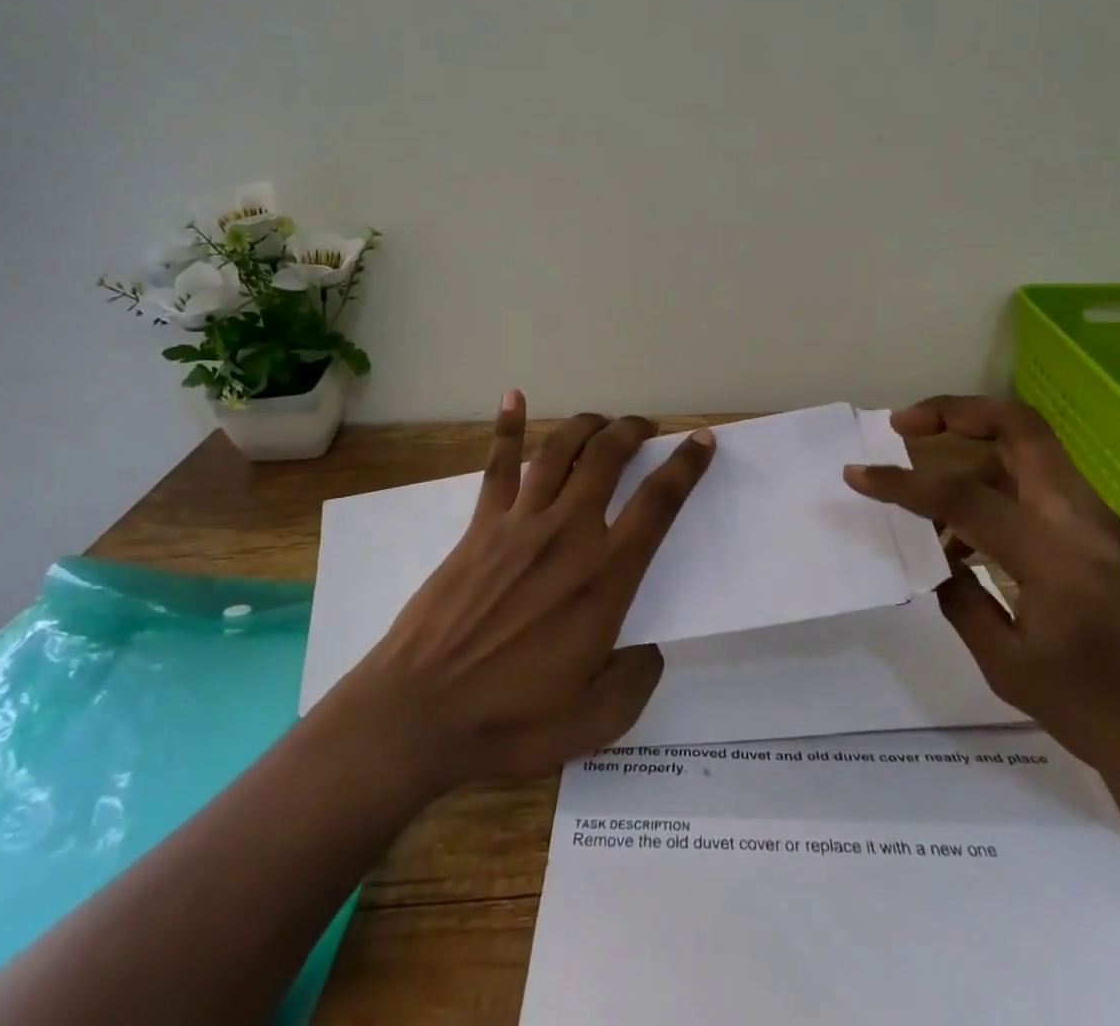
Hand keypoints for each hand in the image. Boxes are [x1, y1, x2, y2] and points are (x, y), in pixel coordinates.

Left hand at [335, 391, 714, 792]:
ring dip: (587, 425)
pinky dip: (507, 428)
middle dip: (634, 431)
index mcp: (604, 578)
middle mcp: (568, 534)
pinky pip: (497, 466)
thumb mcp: (595, 722)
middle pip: (608, 459)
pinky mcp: (480, 526)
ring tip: (603, 419)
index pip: (658, 505)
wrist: (418, 712)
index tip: (701, 441)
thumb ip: (636, 681)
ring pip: (560, 451)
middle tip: (647, 427)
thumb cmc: (510, 720)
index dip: (686, 467)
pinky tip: (514, 397)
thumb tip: (651, 649)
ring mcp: (519, 523)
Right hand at [843, 395, 1119, 797]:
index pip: (962, 497)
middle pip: (1017, 426)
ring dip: (970, 444)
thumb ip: (960, 600)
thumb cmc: (1104, 716)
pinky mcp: (1100, 530)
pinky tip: (963, 530)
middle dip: (953, 412)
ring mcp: (1096, 519)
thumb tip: (934, 559)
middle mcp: (1079, 519)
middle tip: (902, 425)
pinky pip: (1037, 480)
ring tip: (922, 481)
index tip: (857, 475)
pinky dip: (992, 480)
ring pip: (1027, 446)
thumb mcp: (1010, 669)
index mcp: (1054, 557)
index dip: (902, 483)